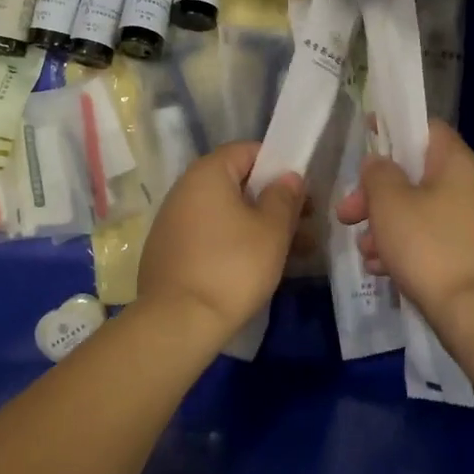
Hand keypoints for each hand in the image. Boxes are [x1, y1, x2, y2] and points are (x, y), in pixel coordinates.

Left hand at [138, 142, 304, 344]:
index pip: (247, 151)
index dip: (278, 165)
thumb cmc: (233, 267)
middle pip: (236, 183)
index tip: (301, 190)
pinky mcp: (169, 252)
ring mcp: (172, 222)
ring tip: (292, 252)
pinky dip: (233, 243)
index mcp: (207, 174)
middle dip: (272, 201)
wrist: (179, 322)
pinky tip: (256, 267)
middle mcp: (184, 190)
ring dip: (257, 225)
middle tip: (304, 224)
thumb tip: (287, 176)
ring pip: (225, 213)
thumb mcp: (272, 230)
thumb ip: (284, 197)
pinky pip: (209, 235)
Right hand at [335, 121, 473, 324]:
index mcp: (456, 163)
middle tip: (346, 213)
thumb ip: (378, 173)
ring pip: (416, 209)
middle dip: (375, 193)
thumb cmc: (429, 246)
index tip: (365, 139)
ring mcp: (469, 223)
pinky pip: (427, 238)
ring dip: (383, 225)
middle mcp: (468, 187)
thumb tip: (379, 163)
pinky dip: (402, 247)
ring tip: (363, 250)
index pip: (426, 127)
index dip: (394, 127)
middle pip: (414, 174)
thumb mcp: (390, 203)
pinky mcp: (465, 254)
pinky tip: (379, 269)